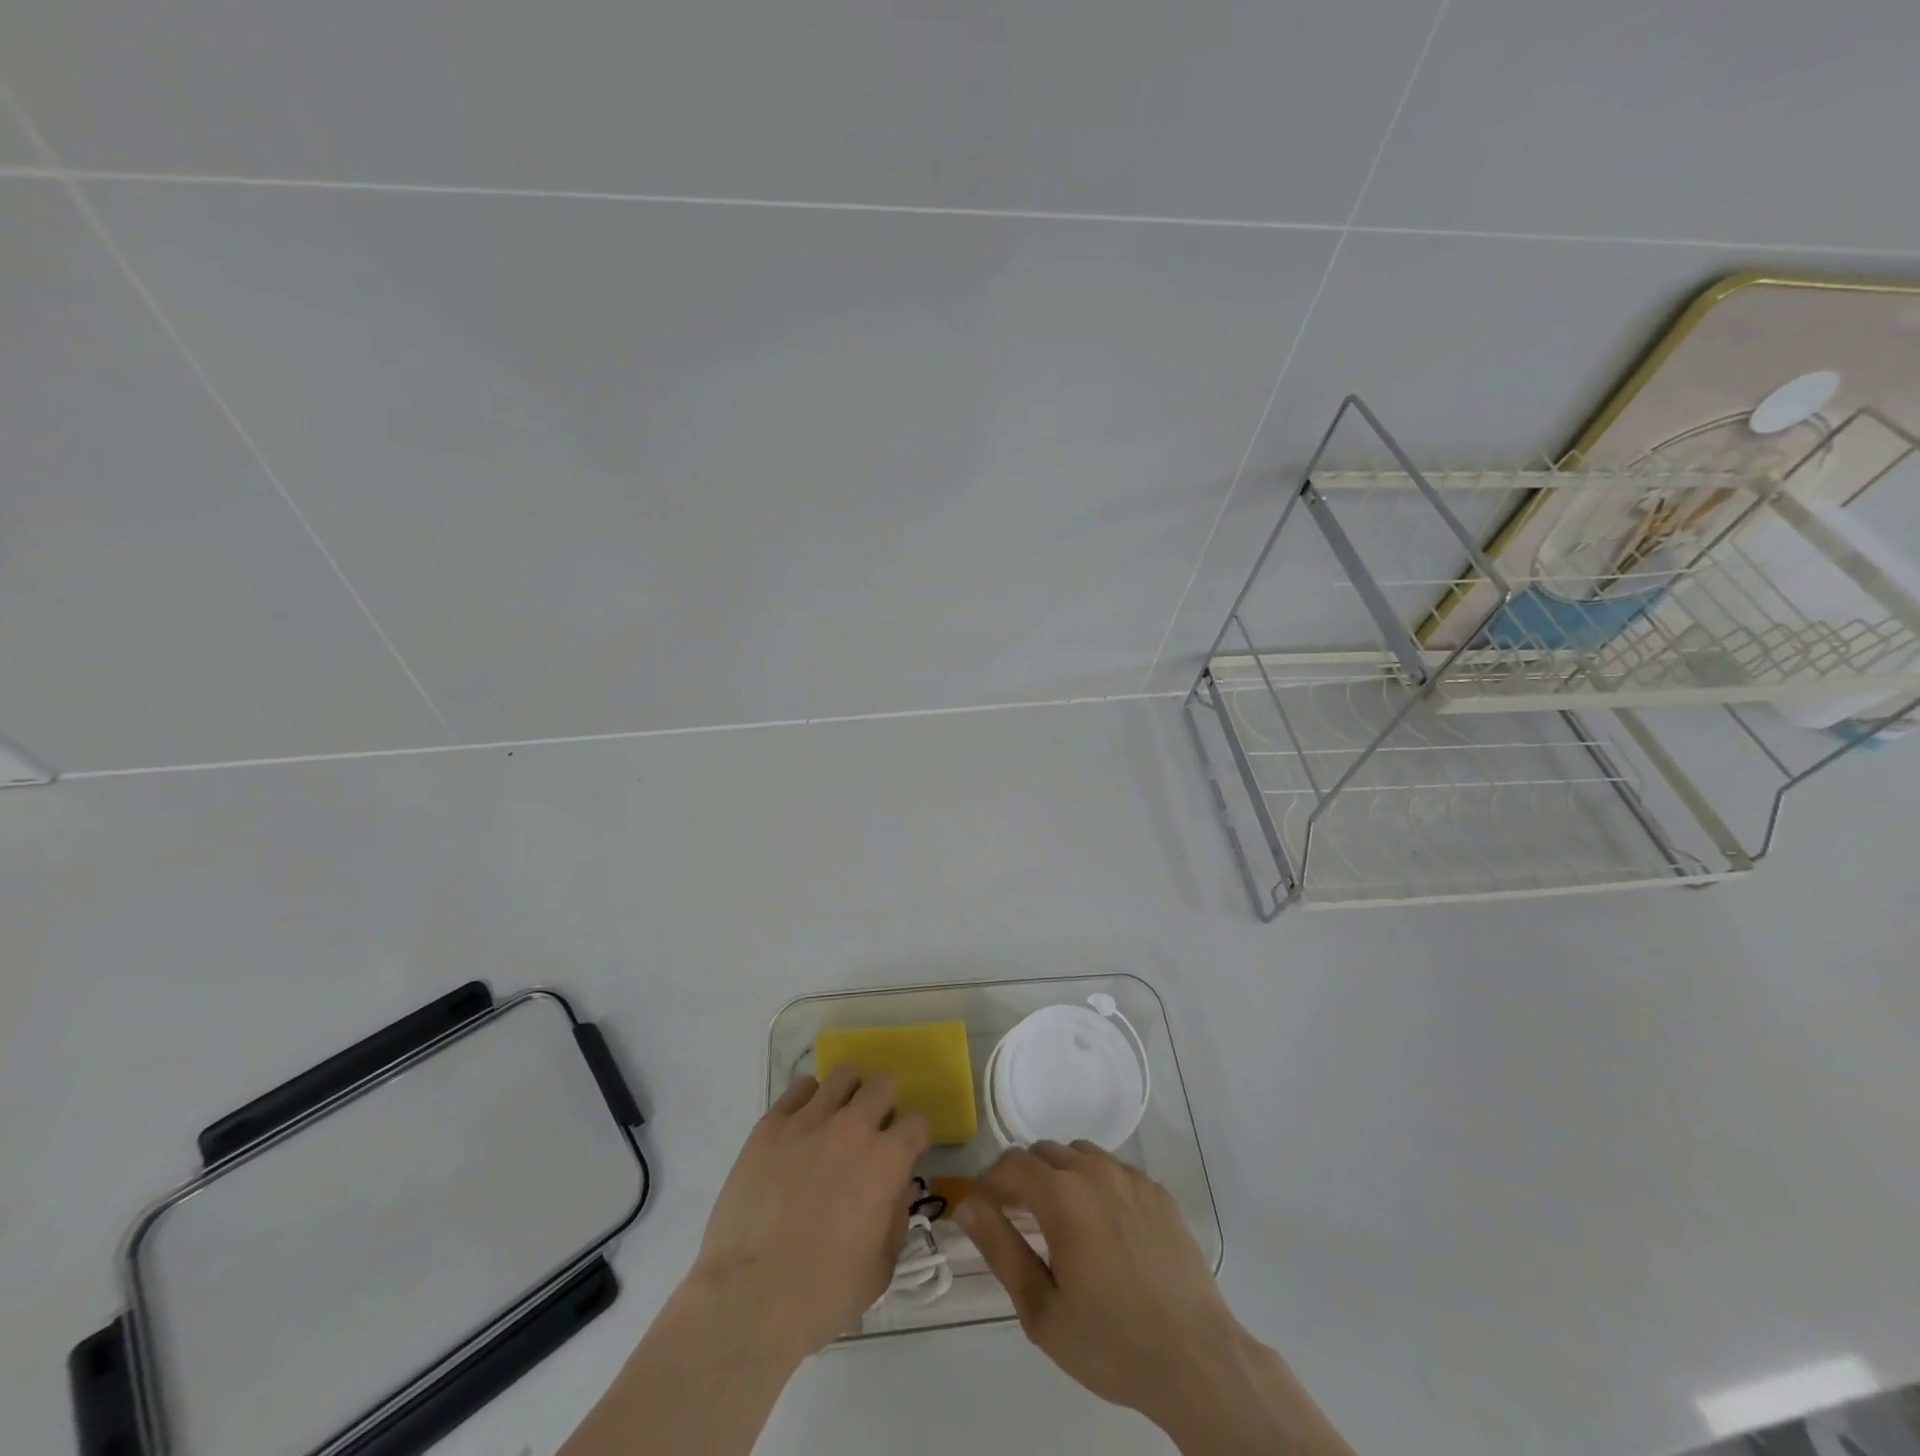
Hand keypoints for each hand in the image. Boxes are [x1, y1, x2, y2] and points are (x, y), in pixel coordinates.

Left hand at [688, 1066, 929, 1360]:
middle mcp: (852, 1127)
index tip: (902, 1159)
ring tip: (837, 1121)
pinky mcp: (771, 1125)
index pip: (916, 1123)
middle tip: (871, 1135)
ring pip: (842, 1075)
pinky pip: (798, 1088)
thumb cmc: (822, 1295)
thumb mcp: (880, 1268)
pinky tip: (803, 1127)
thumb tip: (897, 1188)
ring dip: (848, 1094)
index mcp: (886, 1160)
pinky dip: (808, 1100)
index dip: (912, 1141)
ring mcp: (808, 1120)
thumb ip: (897, 1219)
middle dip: (884, 1106)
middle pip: (881, 1085)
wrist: (748, 1301)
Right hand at [956, 1142, 1355, 1455]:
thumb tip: (966, 1205)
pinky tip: (1103, 1228)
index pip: (1011, 1164)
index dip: (989, 1181)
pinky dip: (1095, 1183)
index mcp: (1062, 1195)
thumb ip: (1000, 1248)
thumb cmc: (1110, 1343)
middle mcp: (1095, 1171)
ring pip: (1079, 1154)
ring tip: (1058, 1221)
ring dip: (1059, 1174)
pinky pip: (1114, 1170)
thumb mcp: (1041, 1309)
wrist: (1196, 1360)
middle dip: (1021, 1177)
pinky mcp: (1158, 1192)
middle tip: (1016, 1219)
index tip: (981, 1210)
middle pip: (1044, 1152)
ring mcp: (1131, 1178)